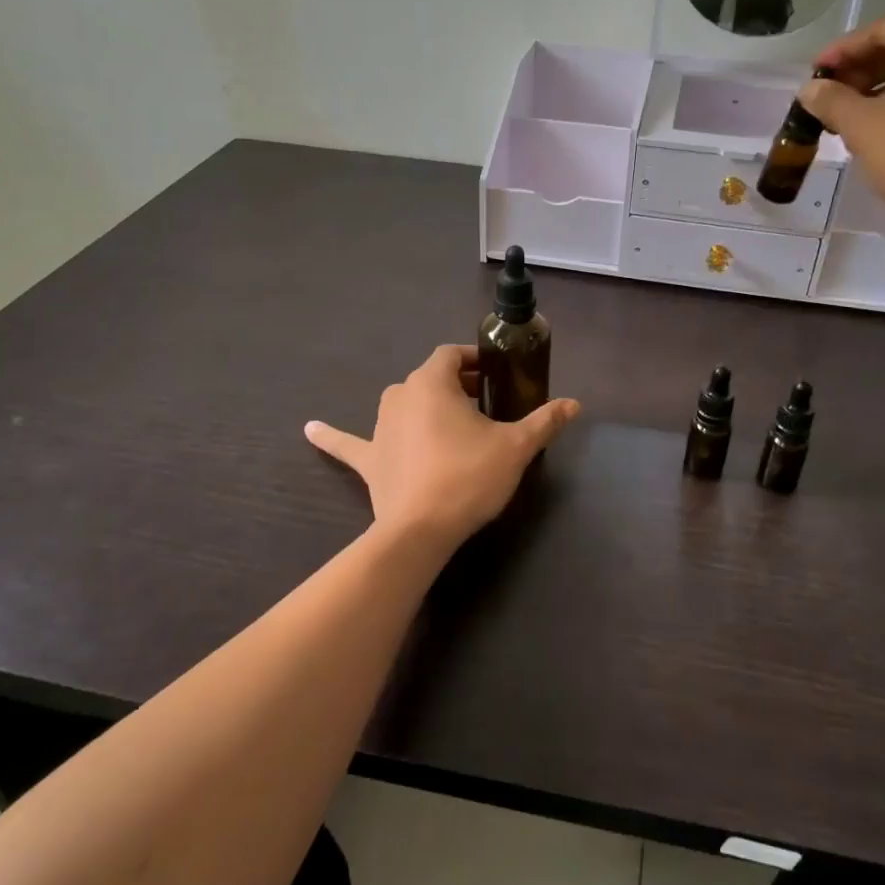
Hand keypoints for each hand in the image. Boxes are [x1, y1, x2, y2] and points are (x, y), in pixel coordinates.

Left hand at [305, 345, 579, 548]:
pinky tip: (309, 429)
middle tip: (483, 403)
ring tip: (446, 419)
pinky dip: (332, 436)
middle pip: (429, 377)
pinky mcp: (368, 459)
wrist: (420, 530)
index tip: (494, 373)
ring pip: (401, 402)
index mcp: (432, 382)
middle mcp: (400, 395)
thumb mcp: (515, 447)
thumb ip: (544, 421)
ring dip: (421, 404)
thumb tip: (575, 404)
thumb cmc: (468, 477)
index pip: (451, 354)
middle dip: (455, 384)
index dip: (473, 358)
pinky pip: (348, 443)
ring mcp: (378, 426)